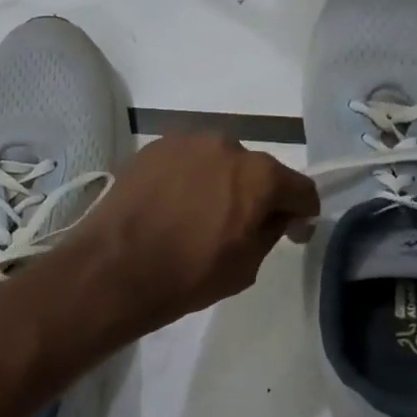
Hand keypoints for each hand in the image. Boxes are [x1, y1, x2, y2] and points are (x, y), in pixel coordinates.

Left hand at [54, 133, 319, 339]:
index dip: (302, 213)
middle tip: (240, 224)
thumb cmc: (188, 274)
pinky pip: (185, 161)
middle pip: (257, 170)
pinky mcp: (153, 148)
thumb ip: (270, 231)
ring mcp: (186, 142)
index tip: (293, 232)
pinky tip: (172, 204)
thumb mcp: (246, 266)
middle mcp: (227, 146)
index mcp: (259, 176)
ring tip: (199, 214)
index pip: (300, 188)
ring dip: (220, 182)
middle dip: (257, 195)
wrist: (114, 268)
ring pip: (218, 161)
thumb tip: (278, 216)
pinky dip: (188, 178)